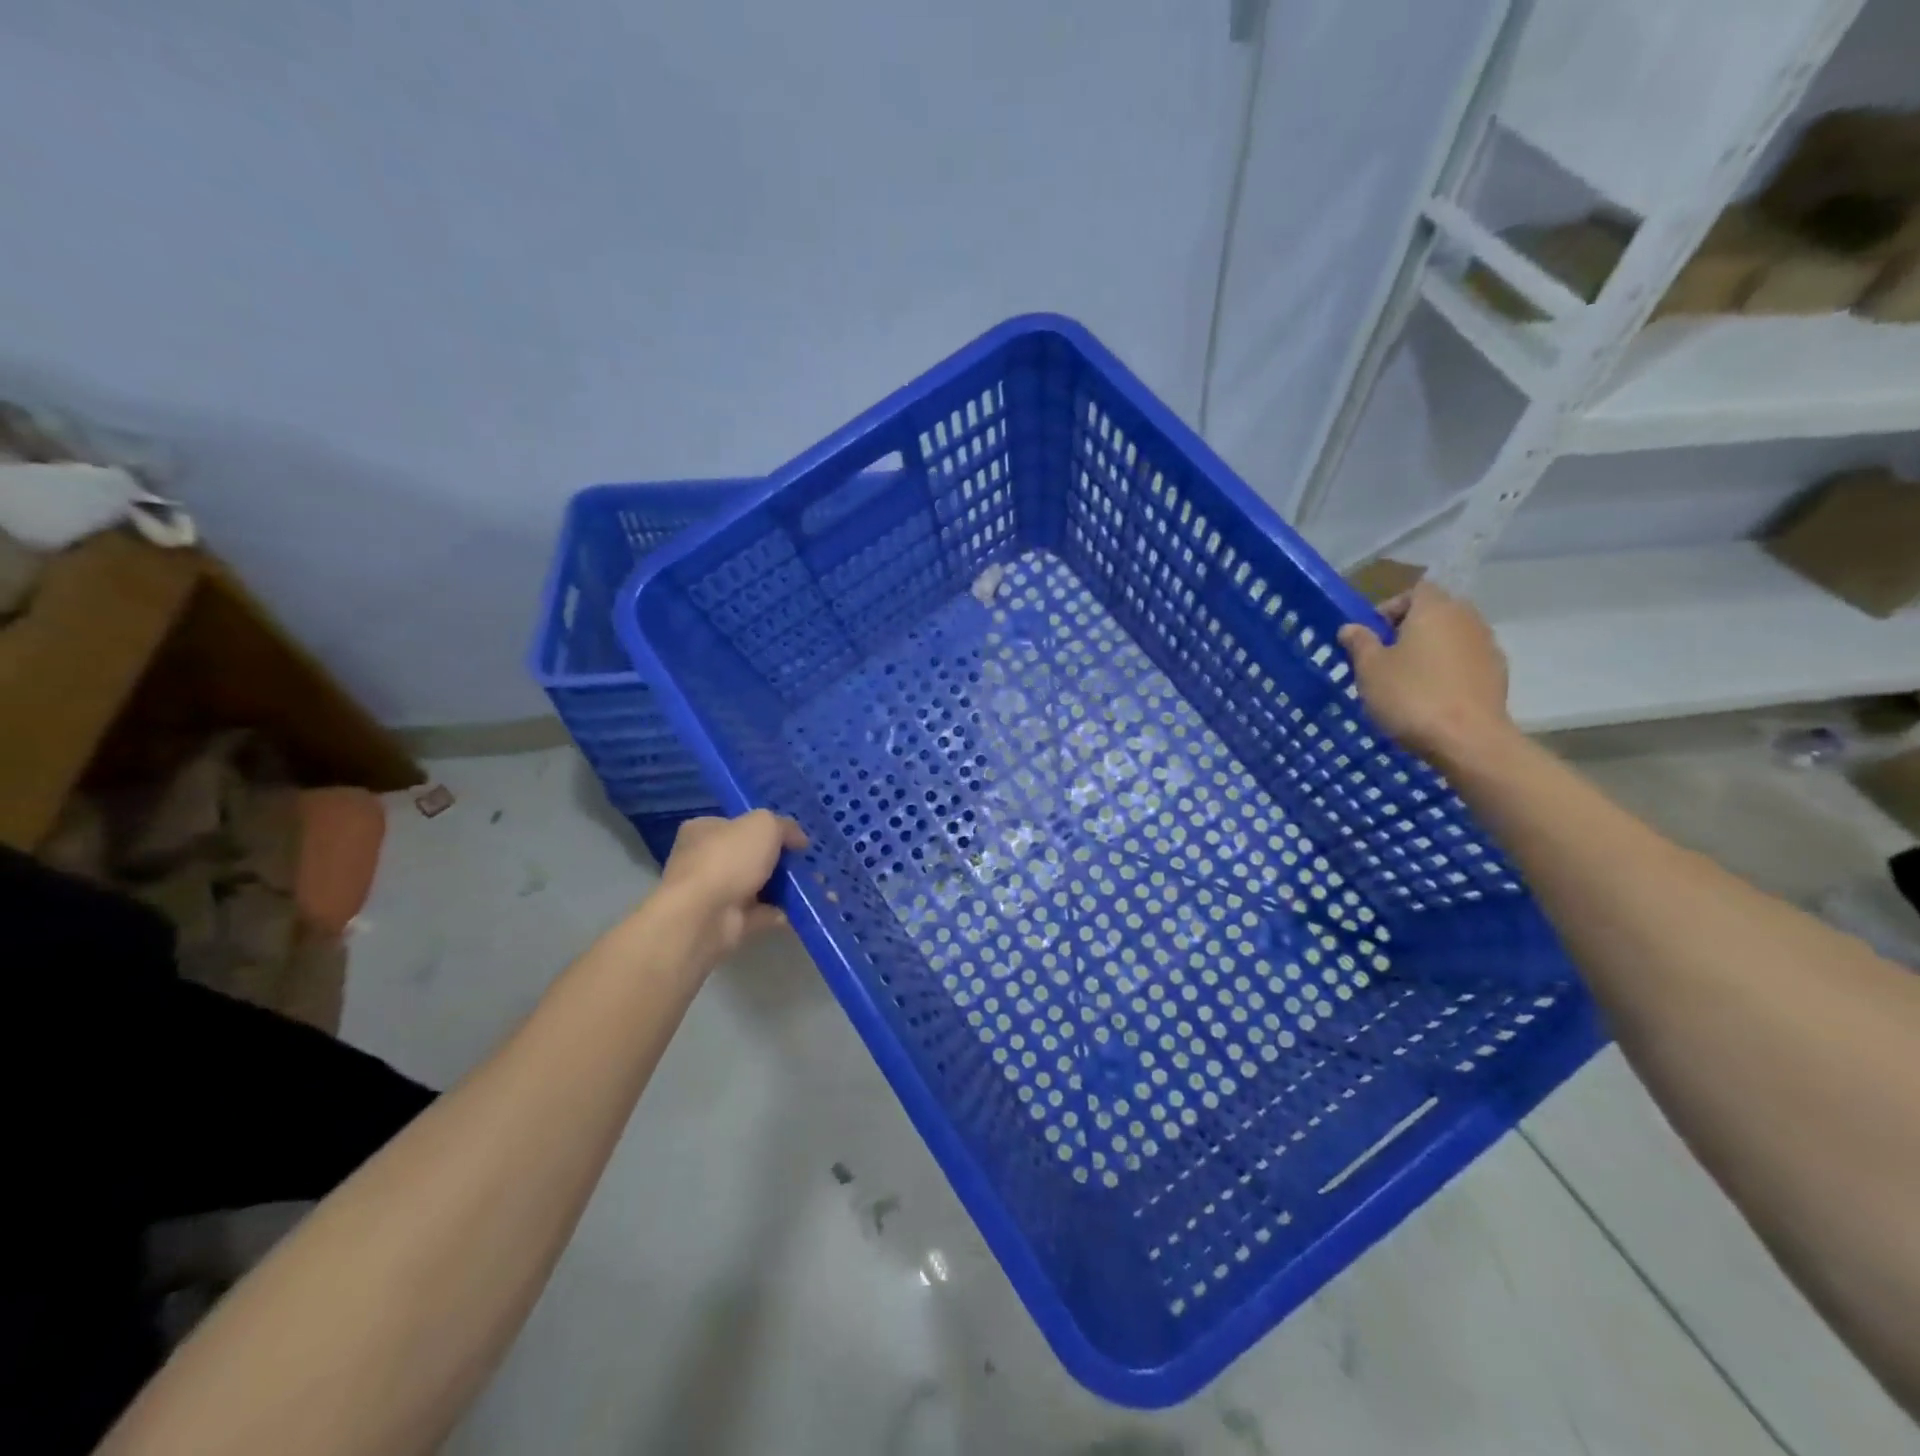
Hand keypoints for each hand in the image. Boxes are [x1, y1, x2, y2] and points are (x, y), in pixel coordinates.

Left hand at [657, 810, 808, 970]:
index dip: (767, 828)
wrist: (703, 916)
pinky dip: (779, 911)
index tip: (794, 837)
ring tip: (813, 884)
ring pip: (756, 885)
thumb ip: (785, 826)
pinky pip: (760, 913)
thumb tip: (798, 839)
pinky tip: (800, 907)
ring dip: (783, 886)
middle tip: (806, 862)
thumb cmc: (728, 859)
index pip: (737, 824)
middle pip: (749, 856)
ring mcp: (713, 893)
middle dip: (779, 860)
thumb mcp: (764, 825)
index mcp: (703, 830)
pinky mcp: (725, 921)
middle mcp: (704, 859)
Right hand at [1337, 582, 1516, 764]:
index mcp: (1435, 609)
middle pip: (1435, 612)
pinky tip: (1431, 697)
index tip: (1371, 636)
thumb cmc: (1411, 696)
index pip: (1414, 591)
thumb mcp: (1370, 669)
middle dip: (1409, 630)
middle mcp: (1467, 618)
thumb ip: (1360, 643)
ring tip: (1406, 680)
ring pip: (1451, 637)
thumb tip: (1351, 627)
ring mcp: (1487, 646)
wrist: (1468, 740)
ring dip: (1429, 651)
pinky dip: (1448, 671)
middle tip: (1384, 658)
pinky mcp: (1497, 674)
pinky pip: (1465, 661)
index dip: (1390, 608)